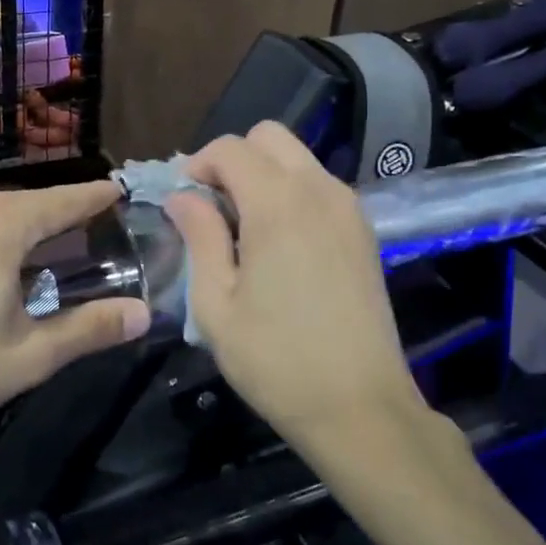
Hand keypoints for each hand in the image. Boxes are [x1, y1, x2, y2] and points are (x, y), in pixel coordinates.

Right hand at [165, 124, 423, 451]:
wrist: (360, 407)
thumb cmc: (276, 360)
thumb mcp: (216, 304)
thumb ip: (199, 237)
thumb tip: (182, 197)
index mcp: (278, 203)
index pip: (231, 148)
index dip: (199, 164)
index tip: (183, 202)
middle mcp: (319, 190)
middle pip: (270, 137)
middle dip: (234, 159)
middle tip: (213, 209)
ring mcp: (349, 208)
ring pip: (298, 158)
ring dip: (264, 175)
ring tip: (244, 229)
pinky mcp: (364, 231)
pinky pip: (320, 186)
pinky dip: (292, 193)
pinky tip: (279, 244)